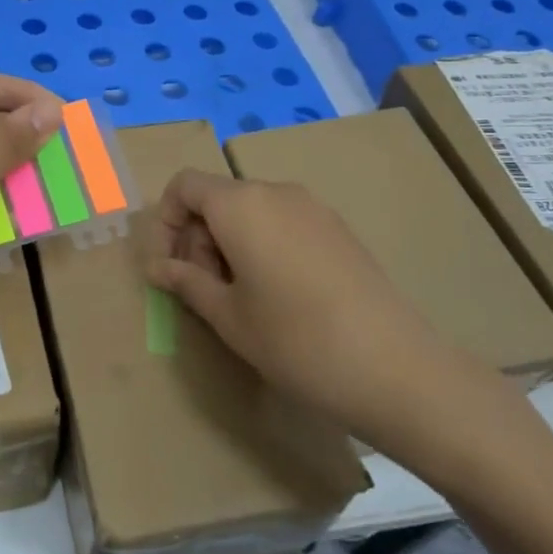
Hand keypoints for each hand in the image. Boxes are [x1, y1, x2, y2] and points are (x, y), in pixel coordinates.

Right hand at [144, 170, 523, 470]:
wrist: (395, 367)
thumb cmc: (294, 340)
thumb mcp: (228, 316)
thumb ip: (186, 282)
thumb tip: (157, 267)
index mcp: (240, 205)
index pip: (185, 186)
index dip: (166, 221)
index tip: (169, 267)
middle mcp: (276, 192)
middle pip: (218, 197)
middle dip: (196, 236)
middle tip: (200, 289)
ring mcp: (314, 208)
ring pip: (251, 211)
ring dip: (228, 243)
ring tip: (238, 297)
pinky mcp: (339, 229)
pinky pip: (283, 222)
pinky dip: (263, 245)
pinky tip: (277, 295)